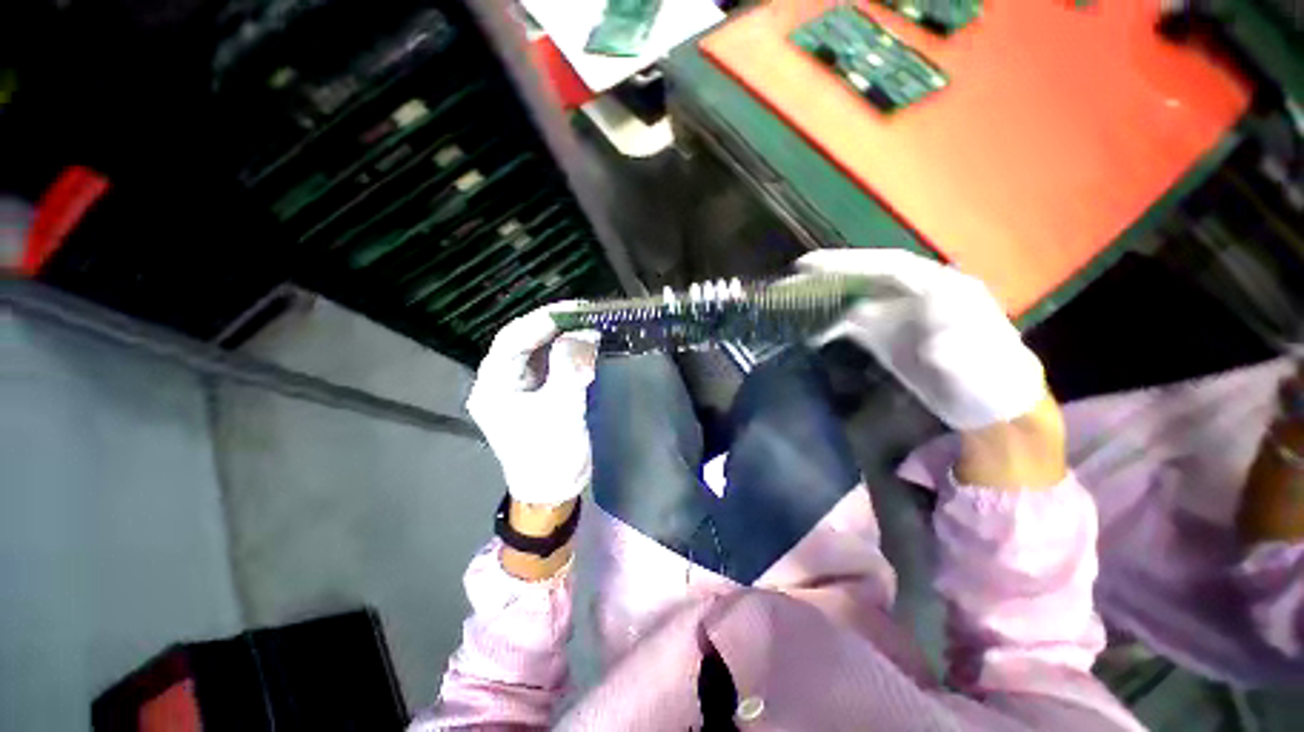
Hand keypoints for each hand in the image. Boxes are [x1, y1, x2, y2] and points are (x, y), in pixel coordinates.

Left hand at [467, 305, 597, 505]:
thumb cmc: (550, 455)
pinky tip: (586, 345)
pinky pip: (552, 364)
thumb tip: (583, 333)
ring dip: (564, 337)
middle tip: (586, 314)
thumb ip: (569, 369)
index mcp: (493, 386)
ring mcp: (520, 387)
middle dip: (555, 326)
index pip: (512, 340)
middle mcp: (501, 381)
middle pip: (524, 341)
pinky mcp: (539, 393)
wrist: (554, 491)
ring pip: (539, 350)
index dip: (543, 320)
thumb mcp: (561, 411)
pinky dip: (569, 353)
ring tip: (590, 325)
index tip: (575, 309)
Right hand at [797, 249, 1046, 430]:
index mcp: (942, 288)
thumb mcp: (982, 368)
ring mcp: (899, 315)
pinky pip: (853, 323)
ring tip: (793, 298)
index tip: (815, 265)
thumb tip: (933, 343)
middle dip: (831, 273)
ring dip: (826, 296)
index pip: (891, 267)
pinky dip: (831, 325)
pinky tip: (811, 331)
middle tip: (794, 274)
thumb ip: (959, 352)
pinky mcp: (887, 335)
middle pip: (867, 276)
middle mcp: (916, 294)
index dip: (852, 263)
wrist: (991, 407)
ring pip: (856, 297)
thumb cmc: (992, 382)